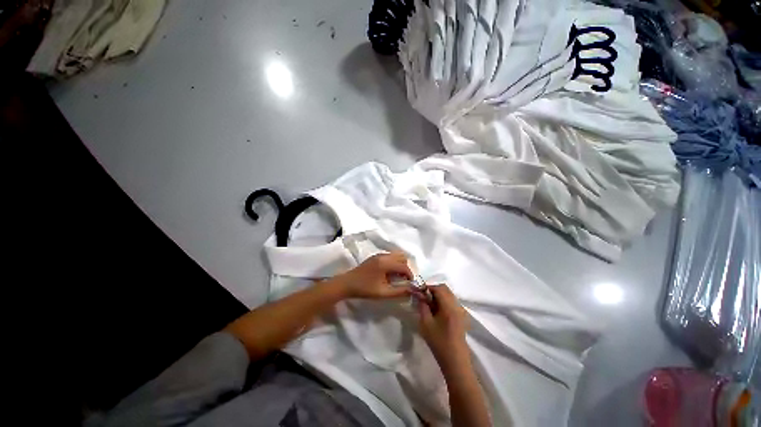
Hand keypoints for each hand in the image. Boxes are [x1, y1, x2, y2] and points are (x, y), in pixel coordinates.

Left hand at [335, 252, 412, 299]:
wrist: (347, 284)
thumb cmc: (365, 289)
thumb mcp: (383, 293)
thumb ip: (399, 291)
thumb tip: (412, 290)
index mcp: (385, 263)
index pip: (404, 266)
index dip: (410, 275)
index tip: (411, 284)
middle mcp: (383, 256)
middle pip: (402, 257)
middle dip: (406, 268)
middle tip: (404, 280)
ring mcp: (379, 255)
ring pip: (396, 255)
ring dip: (400, 265)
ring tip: (397, 277)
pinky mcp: (375, 257)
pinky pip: (390, 256)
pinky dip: (394, 263)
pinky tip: (389, 274)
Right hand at [418, 284, 469, 366]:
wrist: (455, 361)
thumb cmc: (439, 342)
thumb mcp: (426, 323)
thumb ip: (422, 306)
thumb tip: (419, 294)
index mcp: (449, 306)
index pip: (438, 288)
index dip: (427, 286)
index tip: (418, 290)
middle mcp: (456, 305)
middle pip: (445, 289)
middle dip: (432, 289)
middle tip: (422, 295)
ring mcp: (460, 310)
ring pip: (448, 294)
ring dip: (438, 294)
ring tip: (427, 302)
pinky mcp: (460, 316)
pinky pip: (451, 301)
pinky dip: (442, 300)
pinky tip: (435, 309)